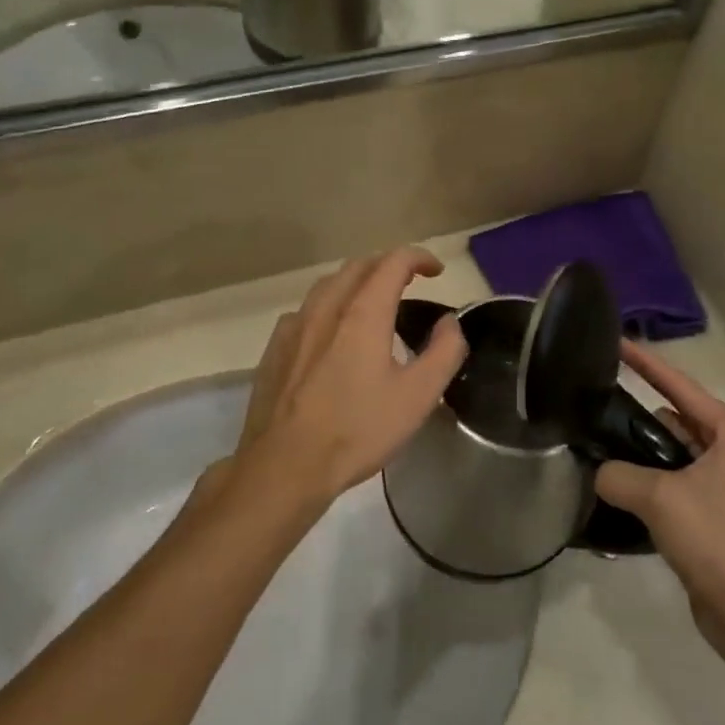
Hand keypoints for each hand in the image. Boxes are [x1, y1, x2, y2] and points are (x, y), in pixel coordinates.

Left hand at [235, 247, 466, 502]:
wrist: (284, 466)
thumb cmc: (357, 430)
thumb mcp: (418, 396)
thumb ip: (443, 352)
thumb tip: (449, 322)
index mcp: (363, 313)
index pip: (392, 262)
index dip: (418, 258)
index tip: (436, 271)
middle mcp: (326, 308)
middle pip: (358, 266)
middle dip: (388, 265)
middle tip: (410, 282)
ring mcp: (294, 327)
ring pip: (328, 284)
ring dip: (357, 282)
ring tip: (374, 302)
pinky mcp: (275, 348)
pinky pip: (306, 310)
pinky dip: (329, 306)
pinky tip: (333, 333)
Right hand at [596, 343, 724, 645]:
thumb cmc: (715, 539)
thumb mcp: (659, 498)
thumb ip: (618, 474)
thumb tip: (600, 472)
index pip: (679, 385)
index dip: (646, 363)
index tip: (616, 342)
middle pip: (674, 417)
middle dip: (637, 414)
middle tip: (594, 404)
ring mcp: (722, 481)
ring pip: (670, 450)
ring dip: (640, 451)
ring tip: (596, 445)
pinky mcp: (711, 510)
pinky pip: (672, 478)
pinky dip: (647, 478)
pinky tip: (615, 484)